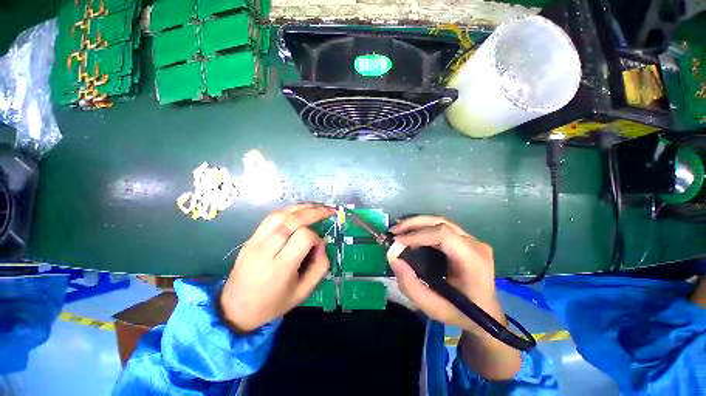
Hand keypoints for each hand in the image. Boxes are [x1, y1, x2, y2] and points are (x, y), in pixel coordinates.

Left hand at [220, 203, 334, 332]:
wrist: (235, 309)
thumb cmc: (273, 303)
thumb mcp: (303, 292)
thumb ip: (320, 267)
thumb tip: (321, 244)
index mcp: (280, 267)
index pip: (303, 237)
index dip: (316, 239)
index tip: (318, 247)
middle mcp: (266, 250)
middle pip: (292, 220)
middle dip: (313, 212)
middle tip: (329, 210)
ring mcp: (254, 242)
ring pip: (280, 214)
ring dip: (301, 207)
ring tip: (316, 206)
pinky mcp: (250, 238)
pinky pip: (270, 217)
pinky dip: (288, 210)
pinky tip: (299, 210)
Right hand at [387, 216, 501, 334]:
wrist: (485, 313)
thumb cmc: (461, 313)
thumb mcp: (433, 307)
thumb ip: (411, 285)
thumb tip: (394, 258)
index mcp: (474, 262)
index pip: (444, 236)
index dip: (418, 235)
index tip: (397, 242)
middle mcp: (476, 245)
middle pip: (441, 223)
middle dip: (413, 224)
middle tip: (393, 231)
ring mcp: (473, 240)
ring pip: (440, 221)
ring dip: (416, 223)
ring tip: (398, 230)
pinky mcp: (466, 239)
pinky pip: (441, 227)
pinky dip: (423, 227)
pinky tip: (411, 232)